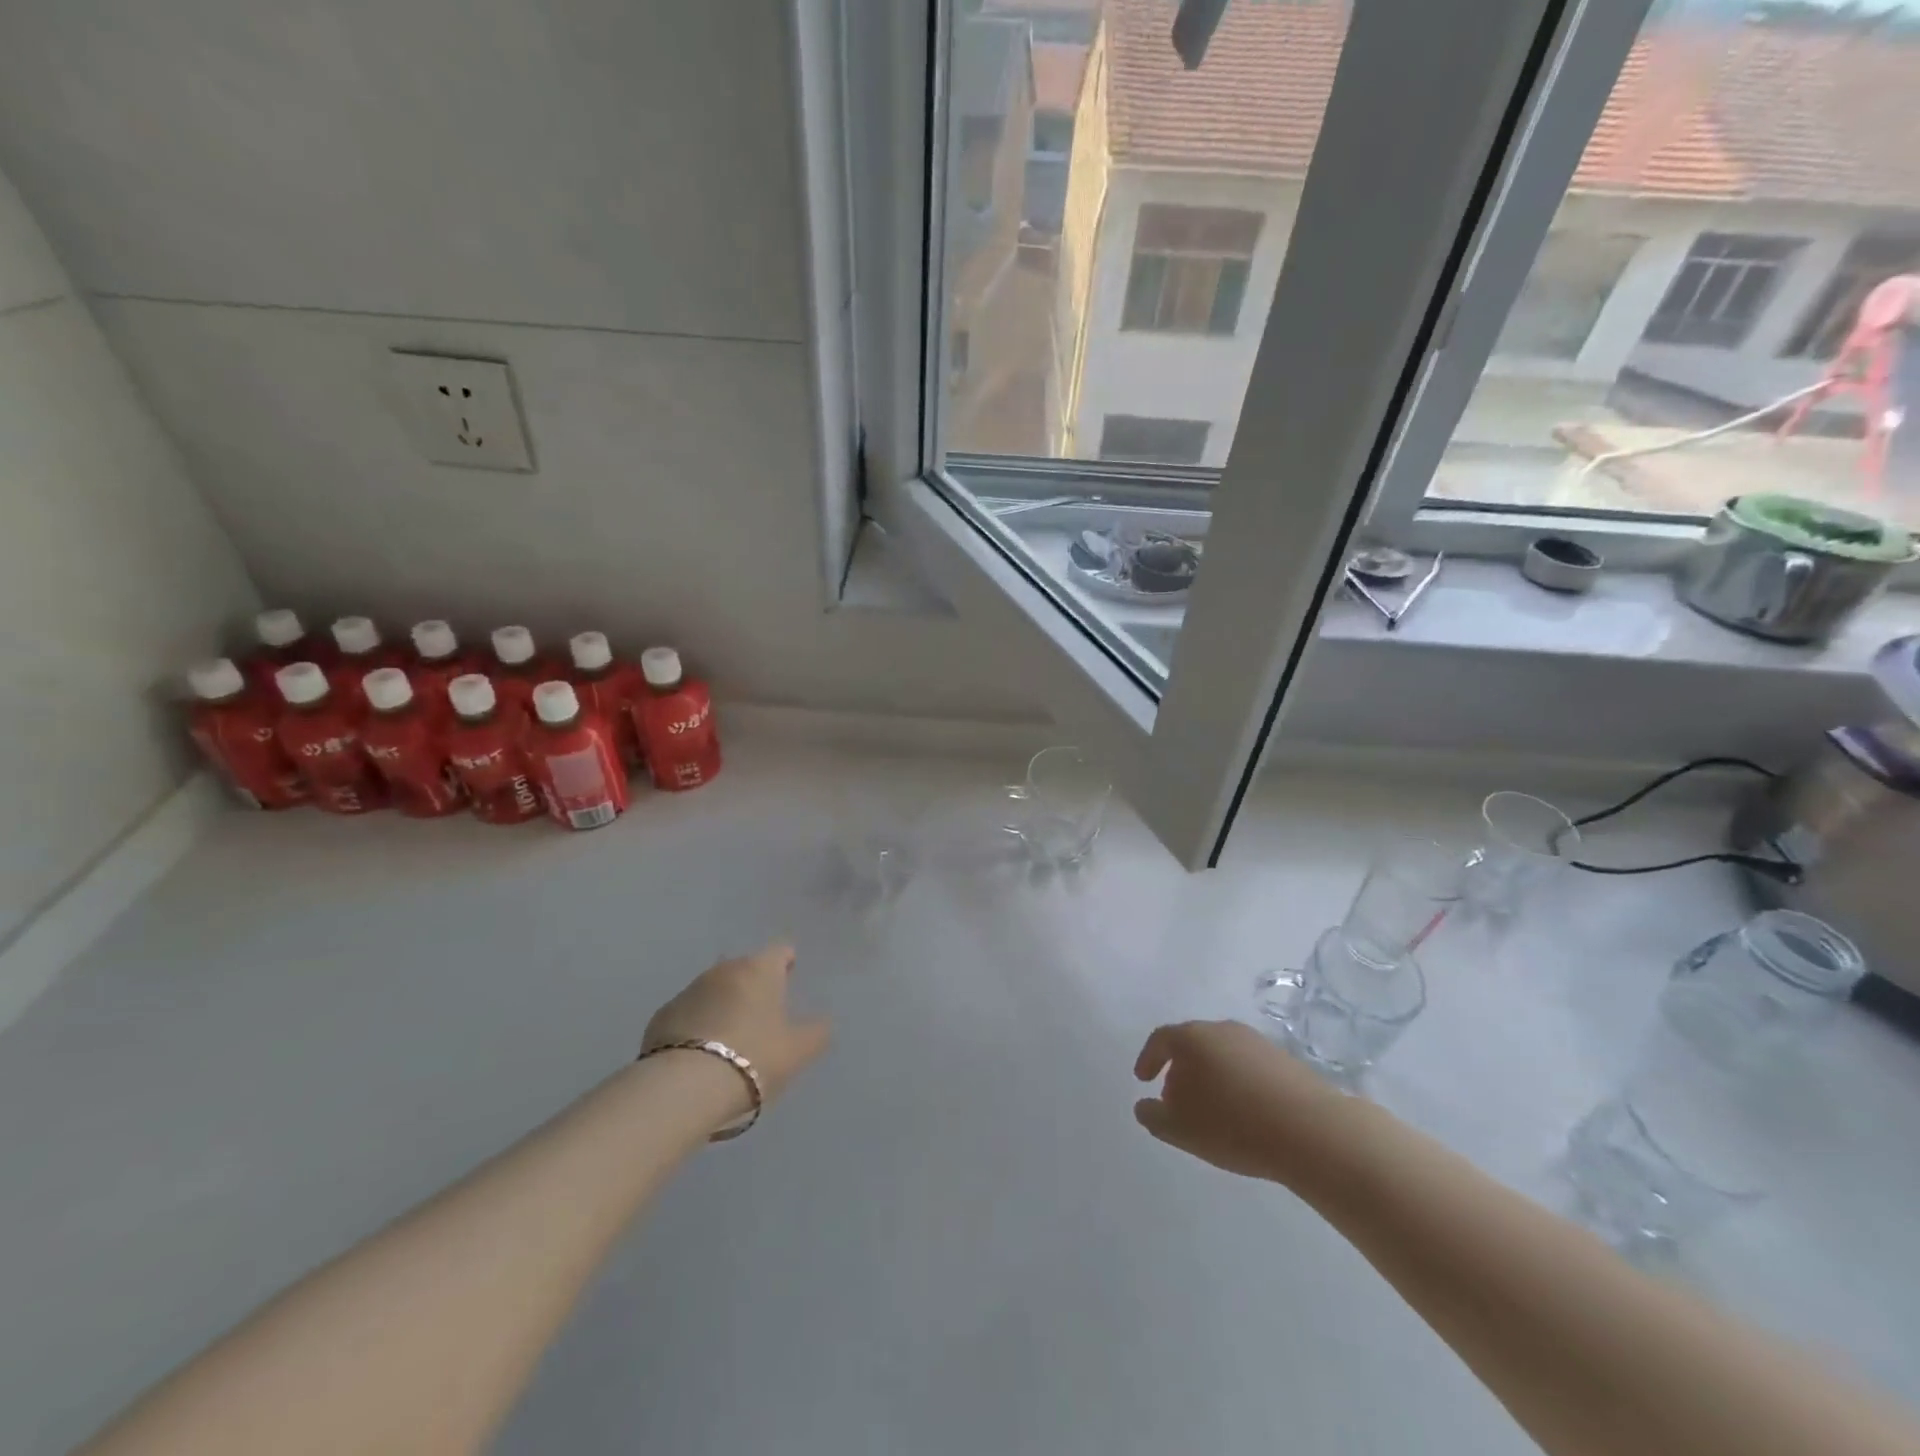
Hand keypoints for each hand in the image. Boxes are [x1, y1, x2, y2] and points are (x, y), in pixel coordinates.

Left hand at [643, 944, 832, 1110]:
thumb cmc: (753, 1057)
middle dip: (754, 985)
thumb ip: (817, 1032)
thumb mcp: (798, 1051)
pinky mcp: (661, 1016)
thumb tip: (823, 1022)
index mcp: (759, 970)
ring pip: (715, 990)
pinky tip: (701, 1052)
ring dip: (724, 1004)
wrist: (684, 1086)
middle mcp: (724, 970)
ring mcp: (689, 991)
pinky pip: (689, 1013)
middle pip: (745, 969)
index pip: (780, 951)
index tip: (790, 977)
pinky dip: (698, 1025)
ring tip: (731, 1036)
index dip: (787, 963)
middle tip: (763, 1013)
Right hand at [1132, 1020, 1341, 1183]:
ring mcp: (1256, 1042)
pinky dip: (1238, 1084)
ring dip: (1211, 1077)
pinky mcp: (1285, 1059)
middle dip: (1181, 1071)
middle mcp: (1221, 1029)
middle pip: (1192, 1044)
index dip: (1148, 1059)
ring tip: (1213, 1111)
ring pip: (1222, 1055)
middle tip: (1177, 1101)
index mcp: (1192, 1038)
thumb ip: (1153, 1116)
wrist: (1311, 1130)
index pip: (1160, 1039)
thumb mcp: (1180, 1129)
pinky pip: (1248, 1067)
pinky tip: (1245, 1113)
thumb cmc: (1233, 1125)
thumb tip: (1144, 1105)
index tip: (1143, 1080)